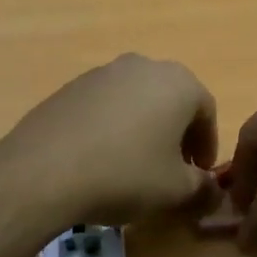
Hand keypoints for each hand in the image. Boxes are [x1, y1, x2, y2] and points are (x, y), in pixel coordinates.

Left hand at [0, 55, 218, 225]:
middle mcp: (144, 66)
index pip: (207, 110)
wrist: (45, 169)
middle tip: (172, 168)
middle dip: (177, 133)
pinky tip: (101, 157)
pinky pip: (106, 104)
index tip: (200, 173)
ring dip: (144, 127)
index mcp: (178, 82)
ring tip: (135, 164)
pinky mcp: (73, 85)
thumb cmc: (125, 174)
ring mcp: (105, 72)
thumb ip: (202, 187)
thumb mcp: (175, 191)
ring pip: (138, 99)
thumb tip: (211, 189)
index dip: (207, 144)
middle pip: (172, 99)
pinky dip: (113, 126)